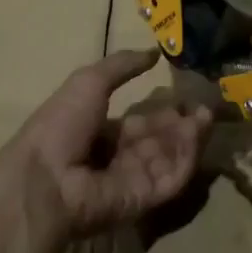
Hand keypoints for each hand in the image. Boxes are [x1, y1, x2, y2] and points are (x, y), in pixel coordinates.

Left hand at [4, 50, 211, 242]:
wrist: (45, 179)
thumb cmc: (61, 124)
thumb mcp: (89, 81)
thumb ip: (122, 65)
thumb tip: (154, 52)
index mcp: (100, 134)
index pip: (140, 124)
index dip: (162, 110)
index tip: (184, 96)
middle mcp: (118, 159)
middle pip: (158, 141)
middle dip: (181, 124)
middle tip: (204, 105)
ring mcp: (132, 181)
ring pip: (169, 157)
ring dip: (189, 137)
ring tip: (206, 115)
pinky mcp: (145, 200)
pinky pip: (171, 178)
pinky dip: (187, 157)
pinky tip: (198, 134)